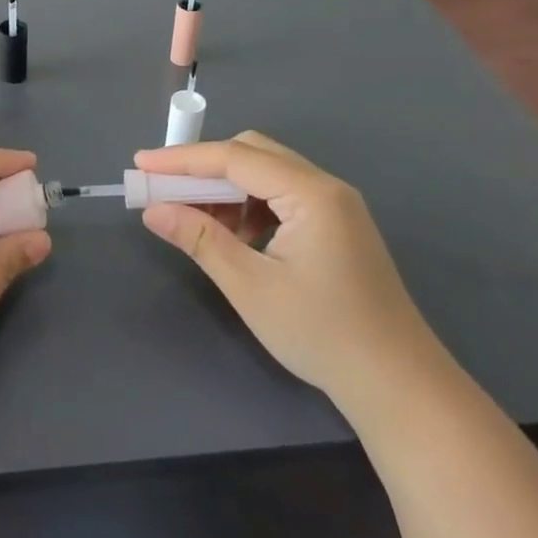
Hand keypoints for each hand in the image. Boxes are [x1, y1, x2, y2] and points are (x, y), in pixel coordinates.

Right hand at [136, 132, 438, 402]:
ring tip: (193, 219)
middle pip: (253, 154)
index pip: (235, 158)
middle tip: (163, 191)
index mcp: (311, 193)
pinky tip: (233, 237)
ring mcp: (335, 206)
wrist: (397, 384)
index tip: (140, 164)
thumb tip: (153, 210)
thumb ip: (199, 239)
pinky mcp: (336, 226)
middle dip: (203, 168)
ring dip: (226, 189)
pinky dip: (249, 206)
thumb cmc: (321, 333)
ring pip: (266, 174)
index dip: (182, 159)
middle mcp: (326, 187)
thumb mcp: (250, 286)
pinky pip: (281, 197)